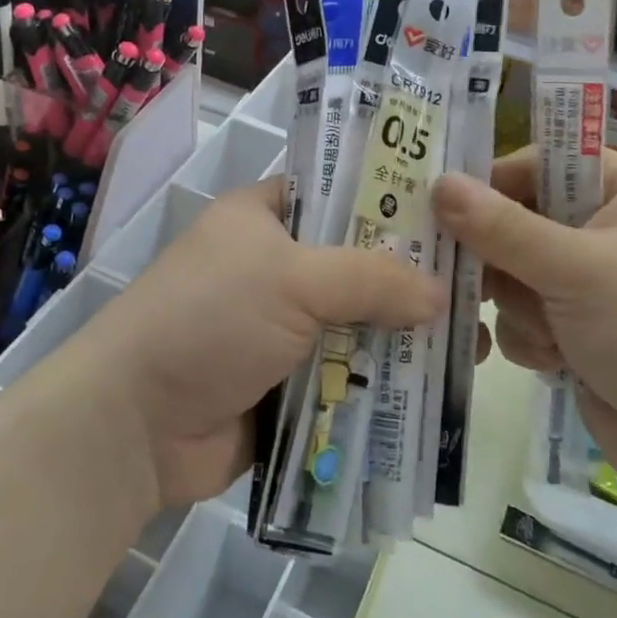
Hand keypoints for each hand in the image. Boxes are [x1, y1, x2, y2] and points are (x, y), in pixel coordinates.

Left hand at [85, 178, 443, 506]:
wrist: (135, 425)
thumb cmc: (209, 319)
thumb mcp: (292, 279)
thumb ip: (372, 279)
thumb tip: (441, 294)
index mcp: (265, 217)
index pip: (339, 191)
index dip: (393, 199)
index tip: (456, 213)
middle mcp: (276, 266)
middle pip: (359, 263)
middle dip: (412, 278)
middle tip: (481, 284)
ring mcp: (283, 328)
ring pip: (359, 323)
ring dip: (404, 336)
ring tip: (476, 342)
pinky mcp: (289, 383)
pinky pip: (348, 375)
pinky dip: (383, 382)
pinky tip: (439, 389)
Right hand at [432, 148, 616, 491]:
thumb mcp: (579, 270)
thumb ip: (502, 228)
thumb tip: (438, 183)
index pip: (538, 164)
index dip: (490, 184)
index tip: (443, 210)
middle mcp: (608, 228)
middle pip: (518, 222)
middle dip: (501, 260)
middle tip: (479, 280)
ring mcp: (593, 284)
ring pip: (514, 275)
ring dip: (520, 307)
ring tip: (551, 336)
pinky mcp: (580, 332)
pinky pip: (524, 317)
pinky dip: (531, 339)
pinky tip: (556, 363)